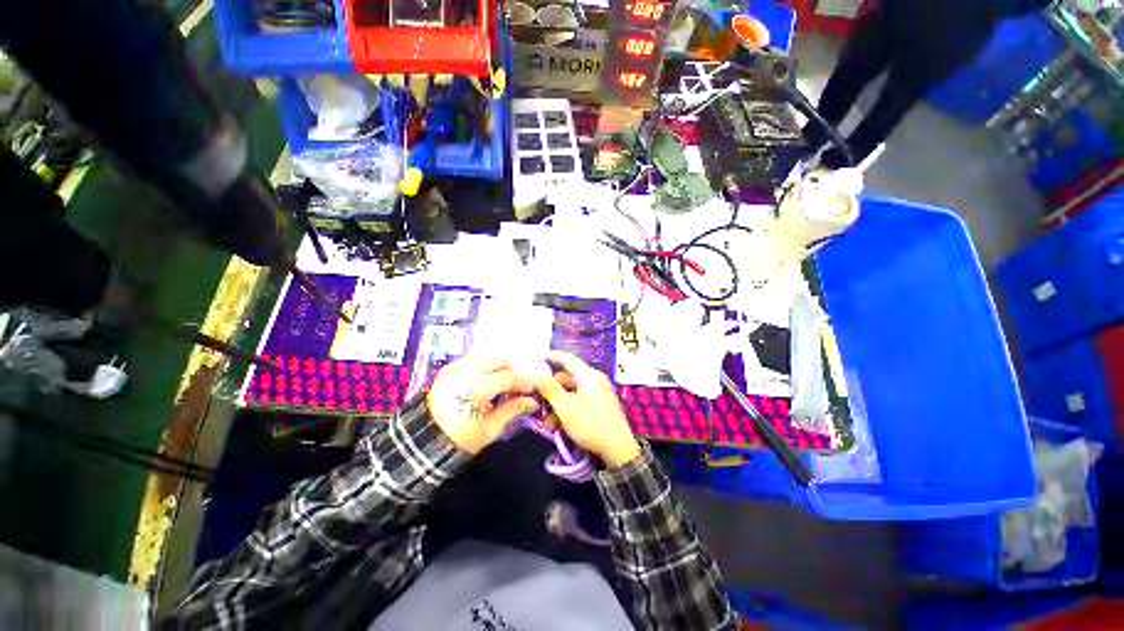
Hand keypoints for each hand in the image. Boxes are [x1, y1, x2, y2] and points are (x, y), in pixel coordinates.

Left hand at [426, 355, 540, 454]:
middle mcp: (466, 370)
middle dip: (513, 371)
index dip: (523, 382)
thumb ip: (513, 409)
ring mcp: (456, 366)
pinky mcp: (450, 367)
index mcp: (476, 387)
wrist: (424, 441)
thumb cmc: (461, 438)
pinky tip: (491, 377)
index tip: (532, 390)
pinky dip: (486, 364)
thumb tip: (533, 401)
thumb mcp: (491, 428)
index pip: (508, 376)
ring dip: (500, 366)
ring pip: (487, 356)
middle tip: (519, 386)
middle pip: (499, 361)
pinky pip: (474, 358)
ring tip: (505, 381)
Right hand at [533, 351, 641, 467]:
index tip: (536, 358)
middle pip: (566, 378)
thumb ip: (550, 389)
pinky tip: (558, 426)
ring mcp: (597, 392)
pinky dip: (567, 410)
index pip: (567, 358)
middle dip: (550, 392)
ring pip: (570, 392)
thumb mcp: (566, 408)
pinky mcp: (598, 404)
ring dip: (556, 405)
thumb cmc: (591, 426)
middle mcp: (594, 380)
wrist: (619, 451)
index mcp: (589, 376)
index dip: (551, 356)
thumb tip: (537, 374)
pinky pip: (578, 400)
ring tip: (548, 424)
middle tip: (537, 406)